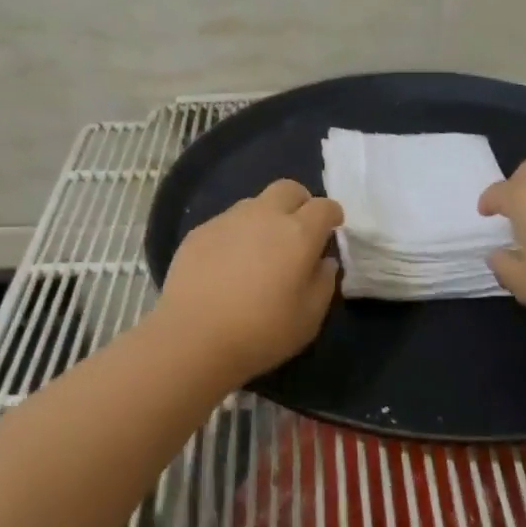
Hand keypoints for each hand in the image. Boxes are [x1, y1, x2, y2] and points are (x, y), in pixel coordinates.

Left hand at [159, 179, 343, 379]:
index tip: (332, 229)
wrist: (193, 337)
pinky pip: (226, 222)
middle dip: (300, 202)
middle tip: (298, 230)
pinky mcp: (200, 231)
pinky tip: (227, 264)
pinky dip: (236, 234)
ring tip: (260, 250)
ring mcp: (228, 219)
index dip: (332, 215)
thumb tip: (324, 262)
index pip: (324, 207)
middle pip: (288, 189)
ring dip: (265, 218)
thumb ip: (323, 283)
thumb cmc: (261, 332)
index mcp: (298, 233)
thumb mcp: (309, 319)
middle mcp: (264, 215)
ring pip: (255, 203)